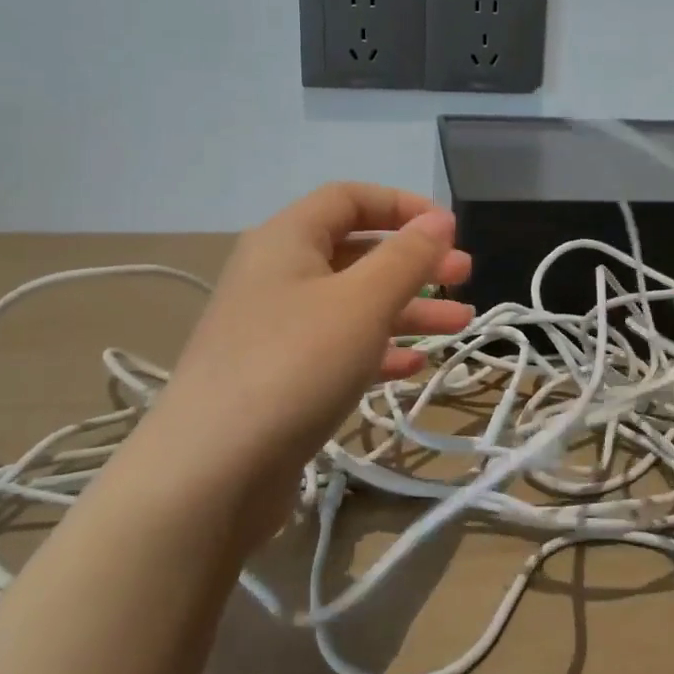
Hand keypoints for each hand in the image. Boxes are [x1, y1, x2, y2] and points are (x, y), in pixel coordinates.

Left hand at [138, 184, 472, 550]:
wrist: (210, 475)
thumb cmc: (294, 366)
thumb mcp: (362, 302)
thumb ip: (407, 257)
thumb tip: (439, 218)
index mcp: (286, 240)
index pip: (349, 198)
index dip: (402, 205)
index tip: (449, 230)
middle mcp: (276, 275)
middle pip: (356, 251)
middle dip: (414, 262)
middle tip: (464, 276)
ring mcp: (274, 329)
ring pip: (352, 303)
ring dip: (407, 309)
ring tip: (460, 324)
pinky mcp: (277, 377)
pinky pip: (337, 347)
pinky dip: (378, 348)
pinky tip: (413, 365)